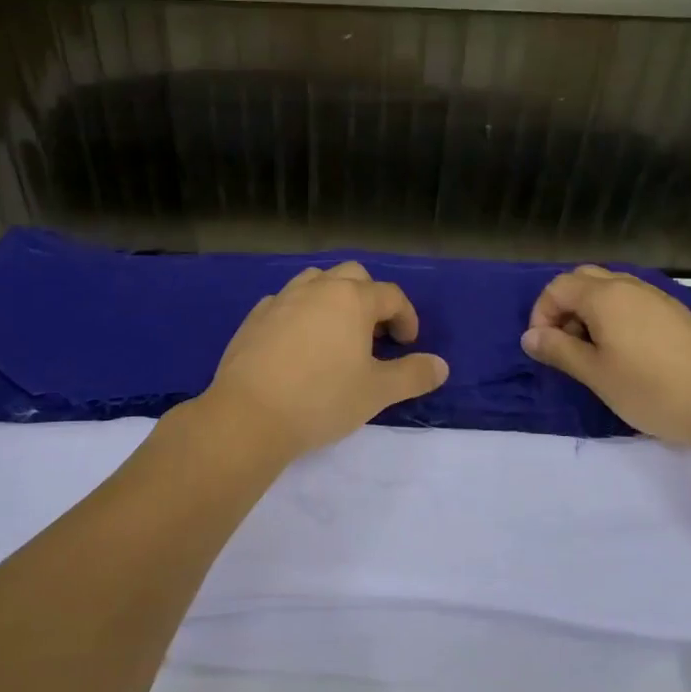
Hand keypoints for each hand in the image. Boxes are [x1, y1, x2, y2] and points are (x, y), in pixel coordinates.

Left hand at [201, 262, 449, 462]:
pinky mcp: (254, 318)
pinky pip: (285, 301)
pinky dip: (301, 313)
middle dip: (370, 299)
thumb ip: (413, 375)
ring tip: (337, 333)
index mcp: (352, 299)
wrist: (249, 415)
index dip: (406, 317)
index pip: (391, 295)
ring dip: (334, 298)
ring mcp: (281, 299)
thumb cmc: (322, 399)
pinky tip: (299, 343)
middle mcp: (317, 289)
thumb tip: (441, 366)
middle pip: (353, 276)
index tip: (408, 344)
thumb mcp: (376, 392)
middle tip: (375, 335)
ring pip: (315, 281)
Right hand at [521, 265, 690, 443]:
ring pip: (610, 288)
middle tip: (565, 344)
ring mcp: (657, 297)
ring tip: (593, 351)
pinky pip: (632, 301)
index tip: (544, 348)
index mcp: (605, 296)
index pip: (557, 287)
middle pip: (583, 279)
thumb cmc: (650, 389)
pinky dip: (615, 316)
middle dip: (564, 306)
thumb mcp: (595, 374)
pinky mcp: (676, 313)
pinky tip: (624, 351)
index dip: (541, 314)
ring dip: (589, 311)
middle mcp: (629, 286)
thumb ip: (559, 350)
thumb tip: (529, 337)